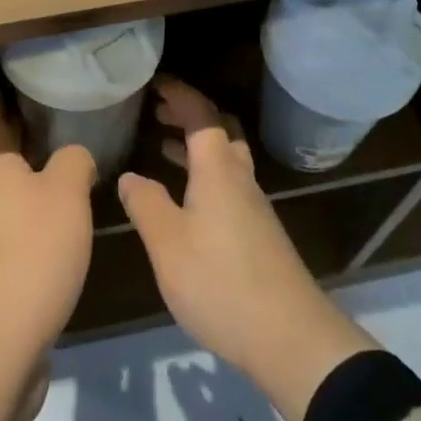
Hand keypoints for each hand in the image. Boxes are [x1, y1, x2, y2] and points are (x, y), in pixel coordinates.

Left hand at [0, 91, 94, 420]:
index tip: (9, 79)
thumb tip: (74, 157)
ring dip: (34, 177)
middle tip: (55, 113)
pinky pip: (20, 227)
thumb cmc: (33, 252)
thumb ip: (74, 161)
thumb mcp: (67, 193)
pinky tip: (65, 220)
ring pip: (13, 193)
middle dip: (23, 135)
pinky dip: (39, 214)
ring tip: (68, 163)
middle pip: (3, 155)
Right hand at [118, 76, 377, 420]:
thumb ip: (145, 204)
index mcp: (218, 168)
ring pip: (225, 158)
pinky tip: (186, 200)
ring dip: (197, 145)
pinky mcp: (259, 232)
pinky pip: (228, 183)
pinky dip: (204, 174)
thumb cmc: (221, 281)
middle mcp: (239, 177)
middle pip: (219, 129)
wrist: (291, 338)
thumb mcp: (168, 243)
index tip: (155, 82)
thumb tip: (129, 177)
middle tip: (158, 112)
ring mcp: (253, 205)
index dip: (179, 93)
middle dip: (189, 114)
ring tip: (164, 147)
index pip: (200, 113)